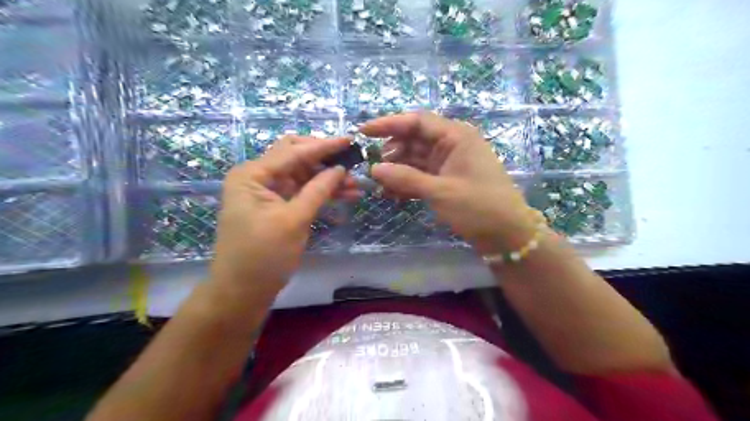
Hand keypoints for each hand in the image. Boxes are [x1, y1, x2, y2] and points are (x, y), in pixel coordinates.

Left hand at [205, 136, 354, 304]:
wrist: (242, 292)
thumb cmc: (263, 256)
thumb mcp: (293, 221)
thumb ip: (318, 190)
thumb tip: (340, 168)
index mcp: (253, 174)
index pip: (293, 152)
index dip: (323, 146)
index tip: (350, 140)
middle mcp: (258, 177)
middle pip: (297, 158)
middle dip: (325, 162)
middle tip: (352, 166)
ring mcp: (268, 192)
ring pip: (303, 176)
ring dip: (327, 179)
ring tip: (356, 186)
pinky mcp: (277, 207)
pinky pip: (302, 193)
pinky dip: (321, 193)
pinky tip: (344, 196)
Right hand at [364, 111, 538, 255]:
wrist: (507, 234)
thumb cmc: (478, 206)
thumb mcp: (440, 191)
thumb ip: (405, 178)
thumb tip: (374, 169)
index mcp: (456, 136)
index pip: (417, 121)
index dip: (389, 124)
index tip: (363, 132)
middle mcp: (452, 144)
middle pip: (414, 140)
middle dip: (391, 152)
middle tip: (370, 167)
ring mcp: (449, 163)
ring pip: (415, 159)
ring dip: (397, 170)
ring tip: (378, 184)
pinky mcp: (447, 180)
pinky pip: (421, 175)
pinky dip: (407, 183)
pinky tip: (391, 194)